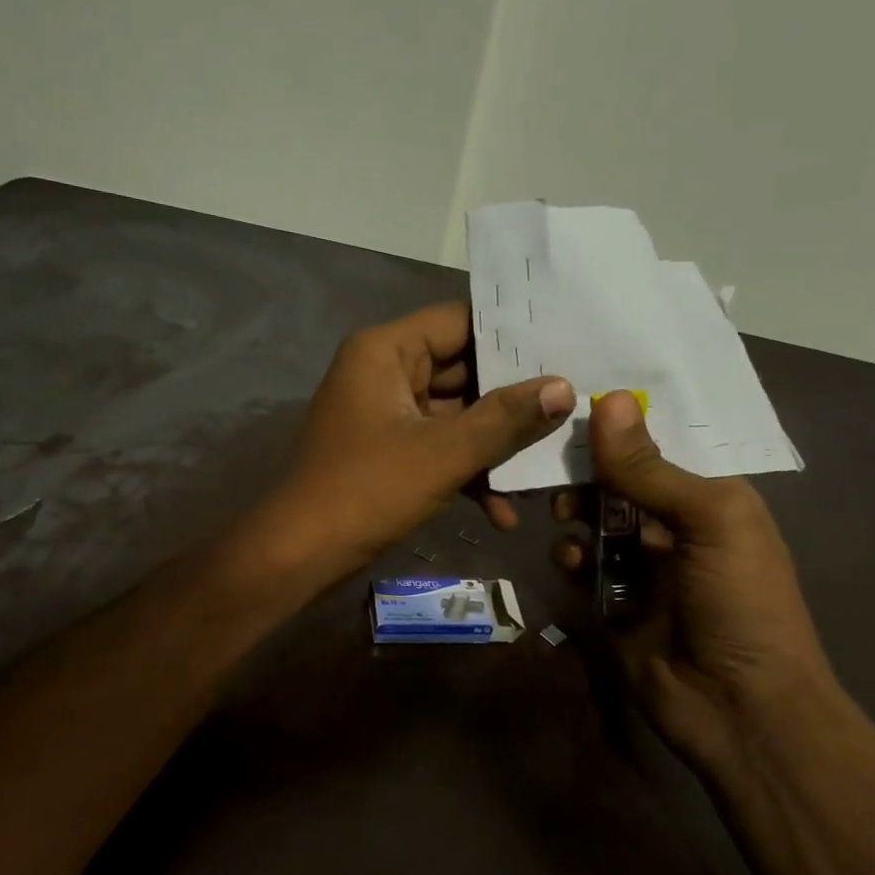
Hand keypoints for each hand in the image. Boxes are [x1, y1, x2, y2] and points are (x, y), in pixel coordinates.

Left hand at [260, 302, 574, 581]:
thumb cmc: (367, 490)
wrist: (301, 554)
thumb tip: (564, 387)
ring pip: (456, 416)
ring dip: (494, 448)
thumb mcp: (444, 453)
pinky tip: (502, 513)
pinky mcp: (389, 452)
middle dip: (513, 402)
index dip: (512, 336)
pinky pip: (438, 448)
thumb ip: (505, 419)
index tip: (565, 349)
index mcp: (386, 351)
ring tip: (544, 472)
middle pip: (463, 371)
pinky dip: (467, 473)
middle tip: (572, 409)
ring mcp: (386, 415)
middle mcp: (384, 372)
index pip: (460, 321)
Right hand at [555, 391, 836, 776]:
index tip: (573, 398)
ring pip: (596, 522)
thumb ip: (652, 469)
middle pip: (621, 483)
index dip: (623, 425)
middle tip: (554, 463)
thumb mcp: (710, 522)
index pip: (662, 447)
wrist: (738, 709)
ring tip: (562, 514)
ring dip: (576, 512)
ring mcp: (642, 568)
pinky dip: (570, 556)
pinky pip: (581, 566)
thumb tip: (610, 401)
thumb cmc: (741, 602)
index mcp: (712, 500)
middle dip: (589, 471)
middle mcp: (675, 527)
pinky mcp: (610, 603)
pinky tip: (569, 558)